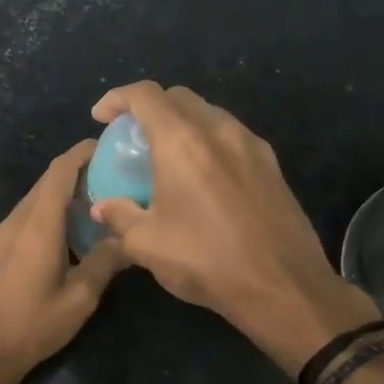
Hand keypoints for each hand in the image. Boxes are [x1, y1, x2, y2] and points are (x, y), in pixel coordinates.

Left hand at [0, 140, 125, 382]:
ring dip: (59, 196)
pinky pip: (21, 220)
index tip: (105, 145)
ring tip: (91, 206)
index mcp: (37, 225)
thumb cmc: (32, 326)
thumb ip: (104, 263)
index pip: (59, 172)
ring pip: (32, 202)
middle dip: (75, 173)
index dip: (81, 153)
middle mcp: (14, 221)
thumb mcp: (79, 299)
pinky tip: (61, 236)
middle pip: (45, 184)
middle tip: (109, 178)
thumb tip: (129, 239)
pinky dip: (43, 215)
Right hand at [89, 81, 379, 374]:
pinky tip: (201, 176)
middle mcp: (219, 131)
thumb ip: (119, 216)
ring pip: (209, 114)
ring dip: (181, 123)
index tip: (101, 117)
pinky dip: (207, 142)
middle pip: (179, 97)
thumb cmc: (206, 261)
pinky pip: (231, 137)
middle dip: (149, 107)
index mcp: (182, 142)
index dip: (117, 98)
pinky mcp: (272, 166)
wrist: (283, 288)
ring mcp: (251, 146)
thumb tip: (103, 207)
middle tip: (132, 136)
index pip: (145, 95)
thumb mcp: (146, 243)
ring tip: (166, 156)